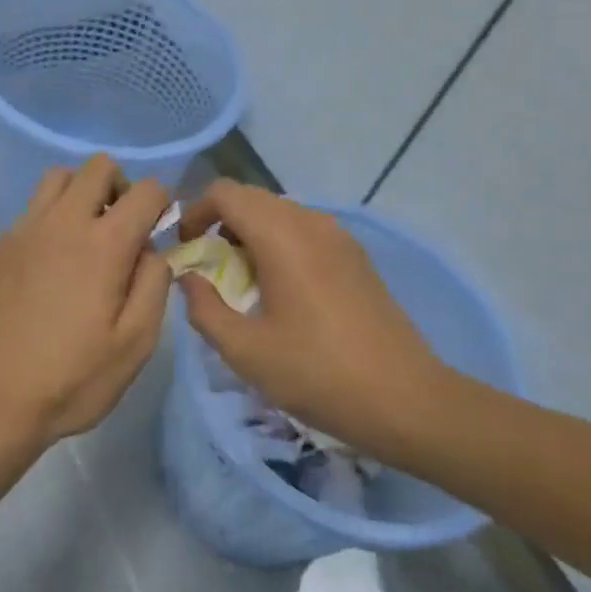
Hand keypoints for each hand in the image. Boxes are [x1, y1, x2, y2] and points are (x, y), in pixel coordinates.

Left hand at [0, 155, 171, 445]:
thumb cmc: (70, 379)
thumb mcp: (135, 345)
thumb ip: (154, 286)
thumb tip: (152, 252)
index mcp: (104, 244)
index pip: (146, 189)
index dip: (162, 203)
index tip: (158, 233)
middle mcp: (62, 222)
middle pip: (98, 167)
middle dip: (121, 187)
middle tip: (122, 229)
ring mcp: (23, 231)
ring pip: (58, 178)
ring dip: (81, 194)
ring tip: (85, 237)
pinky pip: (30, 211)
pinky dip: (50, 220)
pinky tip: (48, 266)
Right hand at [175, 180, 451, 456]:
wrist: (405, 398)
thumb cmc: (318, 373)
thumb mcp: (246, 351)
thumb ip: (204, 308)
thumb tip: (189, 279)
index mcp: (282, 236)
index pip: (226, 193)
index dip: (195, 212)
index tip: (185, 250)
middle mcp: (311, 222)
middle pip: (253, 199)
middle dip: (221, 223)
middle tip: (208, 267)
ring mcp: (339, 236)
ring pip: (280, 214)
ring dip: (251, 234)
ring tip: (241, 282)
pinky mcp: (356, 256)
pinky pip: (305, 231)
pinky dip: (279, 244)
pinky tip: (280, 290)